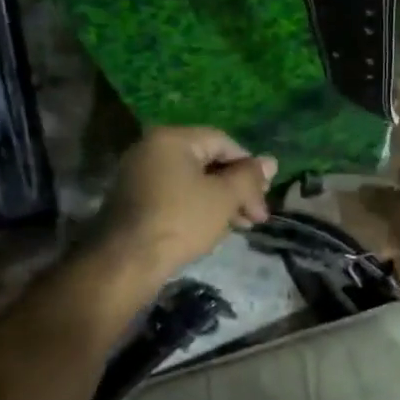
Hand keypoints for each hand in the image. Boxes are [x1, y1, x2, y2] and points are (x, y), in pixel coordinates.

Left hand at [96, 127, 277, 289]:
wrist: (128, 261)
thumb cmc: (181, 221)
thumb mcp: (223, 198)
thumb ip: (249, 178)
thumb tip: (271, 162)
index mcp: (172, 138)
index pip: (223, 142)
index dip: (249, 167)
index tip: (264, 196)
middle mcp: (152, 149)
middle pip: (207, 161)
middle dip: (237, 188)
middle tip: (257, 215)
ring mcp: (140, 175)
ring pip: (193, 181)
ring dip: (221, 201)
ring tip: (242, 226)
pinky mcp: (136, 201)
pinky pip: (176, 195)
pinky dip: (198, 208)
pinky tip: (215, 229)